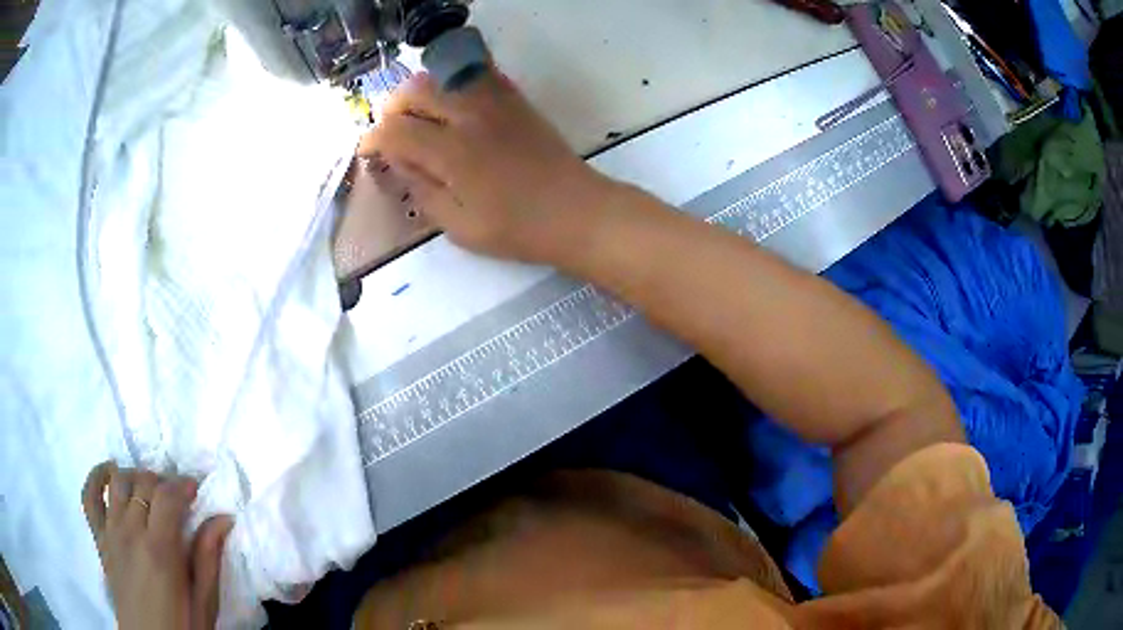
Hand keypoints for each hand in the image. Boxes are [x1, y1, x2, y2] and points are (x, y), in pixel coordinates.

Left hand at [82, 461, 232, 629]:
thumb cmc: (181, 627)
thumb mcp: (204, 604)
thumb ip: (208, 560)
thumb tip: (223, 519)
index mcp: (159, 551)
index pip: (167, 496)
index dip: (183, 484)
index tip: (196, 490)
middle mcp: (130, 532)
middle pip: (142, 483)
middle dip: (163, 481)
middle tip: (177, 497)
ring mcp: (110, 532)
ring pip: (118, 481)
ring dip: (135, 476)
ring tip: (149, 490)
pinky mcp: (99, 537)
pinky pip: (89, 496)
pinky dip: (97, 477)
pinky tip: (110, 474)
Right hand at [359, 70, 615, 263]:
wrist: (577, 211)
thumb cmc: (518, 229)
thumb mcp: (460, 226)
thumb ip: (423, 190)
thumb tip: (399, 163)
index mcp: (452, 152)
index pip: (395, 131)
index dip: (373, 140)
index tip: (367, 152)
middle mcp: (469, 115)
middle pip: (414, 92)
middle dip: (392, 111)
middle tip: (392, 135)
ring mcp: (495, 101)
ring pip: (442, 77)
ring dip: (420, 94)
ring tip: (418, 119)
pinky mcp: (514, 99)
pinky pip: (475, 75)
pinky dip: (453, 84)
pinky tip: (451, 106)